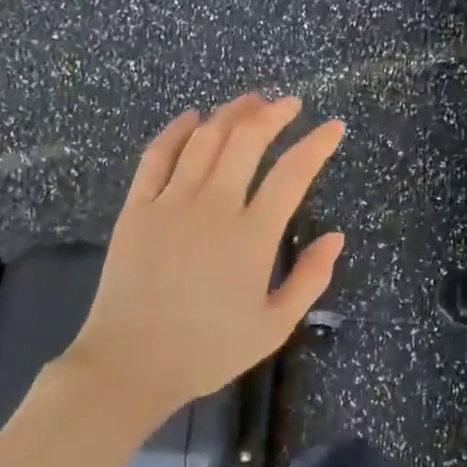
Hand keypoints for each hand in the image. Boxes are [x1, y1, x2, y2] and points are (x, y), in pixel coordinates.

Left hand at [56, 94, 345, 423]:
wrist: (131, 364)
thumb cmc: (208, 350)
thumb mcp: (274, 326)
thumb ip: (310, 279)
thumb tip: (336, 237)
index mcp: (252, 237)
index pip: (292, 174)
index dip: (317, 145)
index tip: (333, 127)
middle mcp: (213, 207)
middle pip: (247, 141)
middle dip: (273, 114)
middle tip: (289, 104)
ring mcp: (170, 203)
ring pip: (204, 140)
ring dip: (230, 114)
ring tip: (249, 102)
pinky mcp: (137, 208)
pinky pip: (156, 156)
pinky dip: (176, 131)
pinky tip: (191, 118)